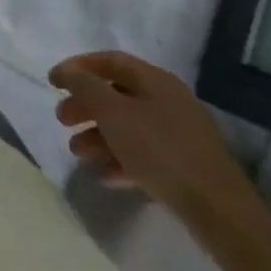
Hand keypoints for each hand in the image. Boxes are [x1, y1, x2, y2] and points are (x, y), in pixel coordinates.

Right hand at [48, 51, 261, 233]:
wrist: (218, 210)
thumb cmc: (160, 150)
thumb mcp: (113, 113)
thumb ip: (85, 87)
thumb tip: (68, 71)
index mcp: (155, 81)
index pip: (110, 61)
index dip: (78, 67)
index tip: (52, 83)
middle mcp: (168, 101)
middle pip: (116, 94)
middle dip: (85, 106)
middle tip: (62, 120)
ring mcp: (179, 135)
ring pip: (128, 127)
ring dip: (98, 136)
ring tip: (78, 153)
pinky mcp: (184, 166)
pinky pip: (144, 155)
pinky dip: (120, 159)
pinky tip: (105, 175)